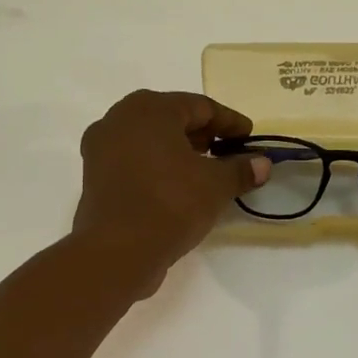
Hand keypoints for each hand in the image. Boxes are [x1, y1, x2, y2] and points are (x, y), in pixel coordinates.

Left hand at [72, 90, 270, 293]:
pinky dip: (158, 166)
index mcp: (150, 109)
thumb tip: (263, 163)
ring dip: (179, 150)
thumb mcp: (216, 186)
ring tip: (205, 170)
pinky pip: (134, 160)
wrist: (118, 251)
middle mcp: (120, 119)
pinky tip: (177, 186)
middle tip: (228, 151)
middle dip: (202, 134)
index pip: (200, 106)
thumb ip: (241, 169)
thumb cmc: (171, 204)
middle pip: (171, 118)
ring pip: (150, 140)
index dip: (229, 122)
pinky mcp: (95, 176)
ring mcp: (101, 147)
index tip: (249, 137)